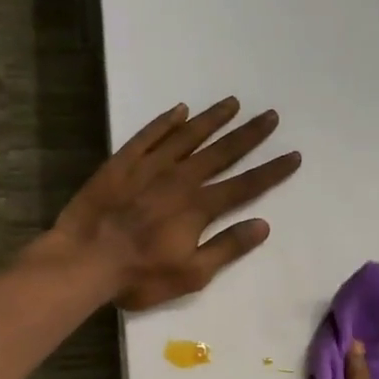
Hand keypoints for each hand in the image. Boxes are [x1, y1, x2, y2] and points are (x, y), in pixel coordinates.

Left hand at [52, 97, 301, 310]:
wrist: (84, 260)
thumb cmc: (140, 275)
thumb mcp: (192, 274)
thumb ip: (227, 247)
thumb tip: (262, 225)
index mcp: (199, 207)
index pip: (245, 185)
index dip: (271, 171)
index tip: (293, 155)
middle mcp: (179, 179)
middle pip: (221, 152)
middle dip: (249, 135)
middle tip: (270, 115)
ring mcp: (149, 167)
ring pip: (187, 136)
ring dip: (212, 119)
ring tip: (233, 103)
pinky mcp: (121, 163)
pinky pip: (148, 135)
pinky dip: (165, 122)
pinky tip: (180, 110)